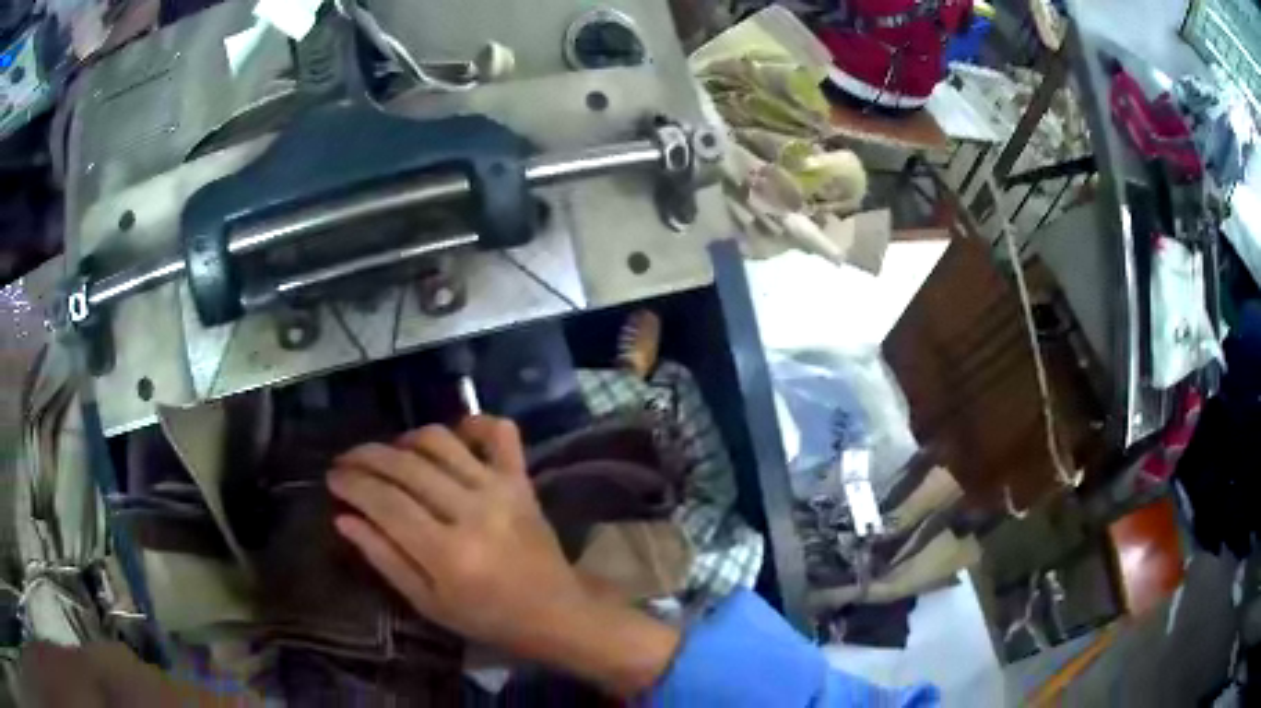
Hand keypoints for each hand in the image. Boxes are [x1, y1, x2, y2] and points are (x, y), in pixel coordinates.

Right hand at [327, 416, 678, 695]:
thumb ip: (384, 558)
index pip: (385, 502)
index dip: (352, 484)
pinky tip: (451, 437)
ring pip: (440, 442)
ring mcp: (501, 489)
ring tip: (390, 457)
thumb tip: (345, 518)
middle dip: (366, 457)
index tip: (332, 478)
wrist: (555, 611)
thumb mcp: (428, 603)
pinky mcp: (522, 480)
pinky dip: (472, 423)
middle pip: (406, 466)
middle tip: (346, 461)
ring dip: (406, 441)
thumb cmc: (487, 617)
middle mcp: (472, 511)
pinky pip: (499, 433)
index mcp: (447, 552)